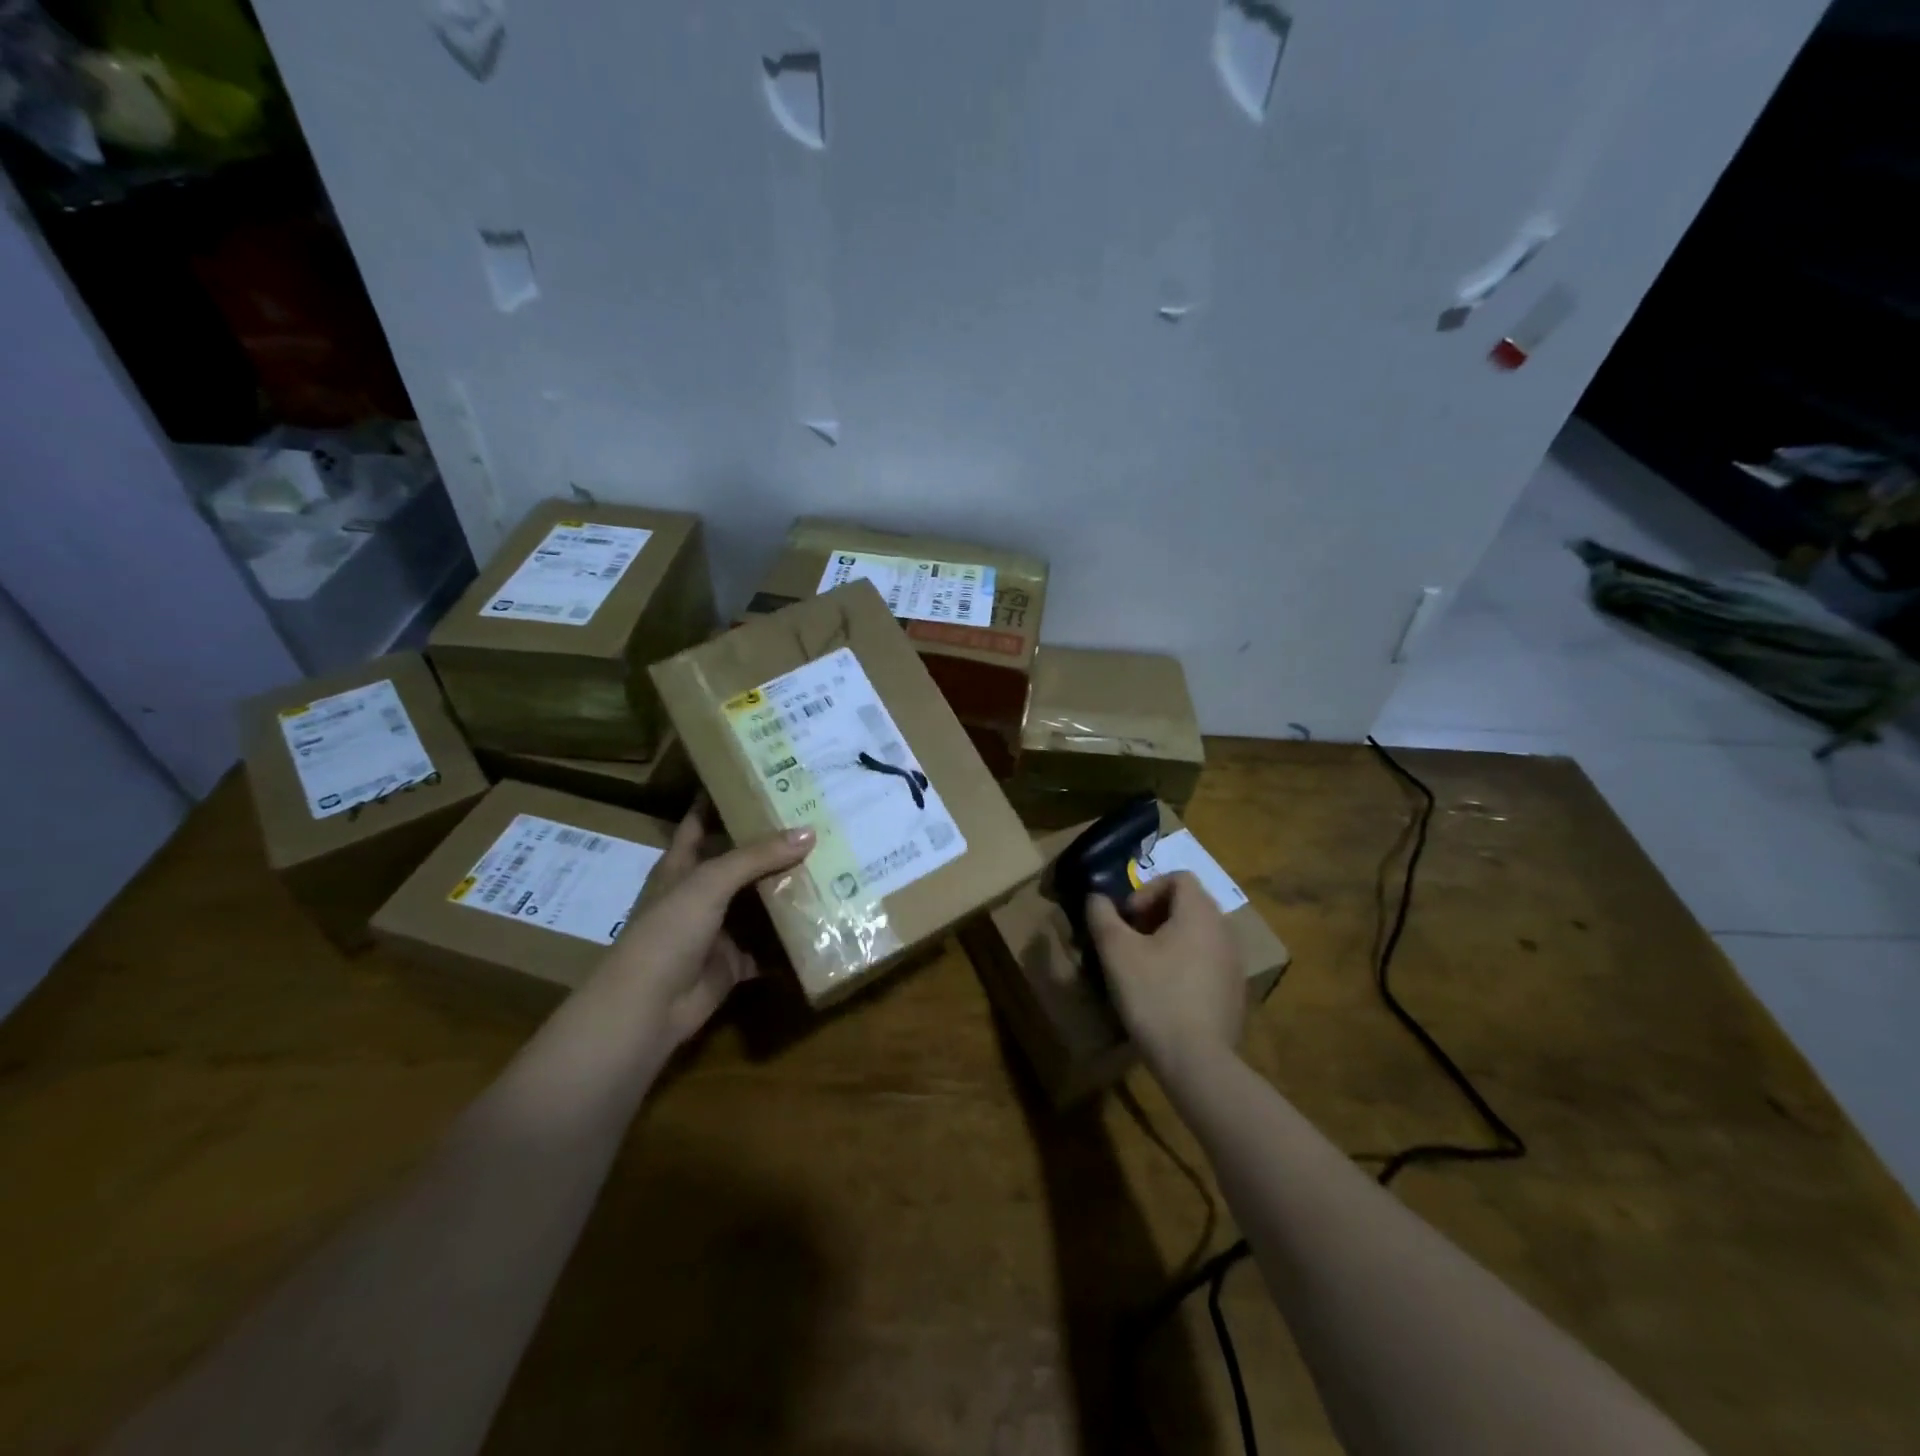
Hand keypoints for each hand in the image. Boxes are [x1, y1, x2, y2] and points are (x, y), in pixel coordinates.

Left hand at [602, 802, 813, 1046]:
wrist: (648, 1007)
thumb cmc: (668, 931)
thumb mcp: (710, 882)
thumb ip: (757, 856)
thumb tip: (810, 831)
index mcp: (682, 865)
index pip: (701, 820)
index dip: (722, 798)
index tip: (758, 776)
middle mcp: (700, 892)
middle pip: (739, 860)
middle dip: (772, 844)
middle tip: (816, 818)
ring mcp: (717, 929)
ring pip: (758, 902)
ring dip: (787, 889)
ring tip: (832, 862)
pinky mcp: (734, 962)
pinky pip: (769, 947)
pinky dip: (791, 939)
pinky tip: (825, 921)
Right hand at [1086, 873, 1245, 1073]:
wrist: (1197, 1061)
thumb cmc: (1154, 995)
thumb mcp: (1116, 951)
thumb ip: (1102, 915)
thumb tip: (1096, 898)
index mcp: (1200, 913)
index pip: (1178, 877)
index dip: (1147, 890)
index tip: (1127, 919)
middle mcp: (1225, 930)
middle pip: (1189, 904)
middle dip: (1155, 915)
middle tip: (1130, 941)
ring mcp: (1235, 963)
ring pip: (1198, 935)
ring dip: (1169, 940)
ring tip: (1144, 968)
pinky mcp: (1235, 992)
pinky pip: (1207, 962)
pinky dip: (1185, 965)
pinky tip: (1165, 994)